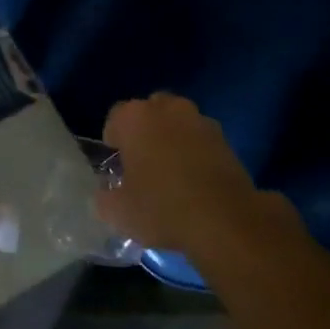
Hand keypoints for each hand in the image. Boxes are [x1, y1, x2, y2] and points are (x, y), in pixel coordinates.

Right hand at [94, 93, 292, 261]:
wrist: (225, 220)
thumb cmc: (162, 208)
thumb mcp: (118, 212)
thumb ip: (104, 197)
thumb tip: (106, 194)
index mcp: (134, 118)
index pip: (114, 118)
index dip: (113, 143)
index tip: (118, 167)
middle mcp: (166, 108)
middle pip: (148, 113)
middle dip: (144, 133)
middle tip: (142, 166)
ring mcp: (199, 120)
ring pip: (176, 123)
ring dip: (171, 139)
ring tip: (171, 173)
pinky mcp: (225, 138)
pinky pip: (199, 138)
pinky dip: (195, 151)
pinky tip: (195, 180)